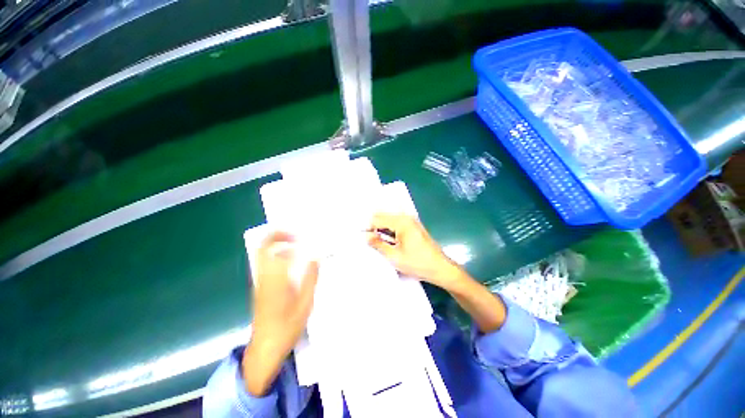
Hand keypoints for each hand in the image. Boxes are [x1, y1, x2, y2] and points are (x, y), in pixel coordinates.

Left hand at [243, 232, 318, 395]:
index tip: (299, 233)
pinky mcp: (260, 288)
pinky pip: (266, 263)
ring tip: (295, 242)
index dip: (282, 236)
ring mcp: (260, 282)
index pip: (271, 249)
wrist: (265, 348)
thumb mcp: (305, 303)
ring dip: (276, 243)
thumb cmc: (287, 326)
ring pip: (263, 254)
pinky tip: (290, 259)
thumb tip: (315, 257)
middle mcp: (264, 276)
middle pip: (263, 248)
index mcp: (275, 278)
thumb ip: (310, 278)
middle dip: (277, 235)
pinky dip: (276, 254)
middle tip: (295, 232)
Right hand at [367, 213, 464, 290]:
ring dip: (382, 229)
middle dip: (374, 227)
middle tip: (369, 240)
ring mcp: (411, 221)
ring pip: (389, 220)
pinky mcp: (414, 226)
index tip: (362, 238)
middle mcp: (406, 217)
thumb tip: (366, 236)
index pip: (377, 219)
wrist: (440, 268)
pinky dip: (389, 230)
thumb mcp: (394, 256)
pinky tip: (388, 240)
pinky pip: (396, 224)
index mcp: (401, 222)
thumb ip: (378, 244)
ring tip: (378, 241)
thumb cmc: (417, 263)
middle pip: (383, 216)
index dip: (368, 227)